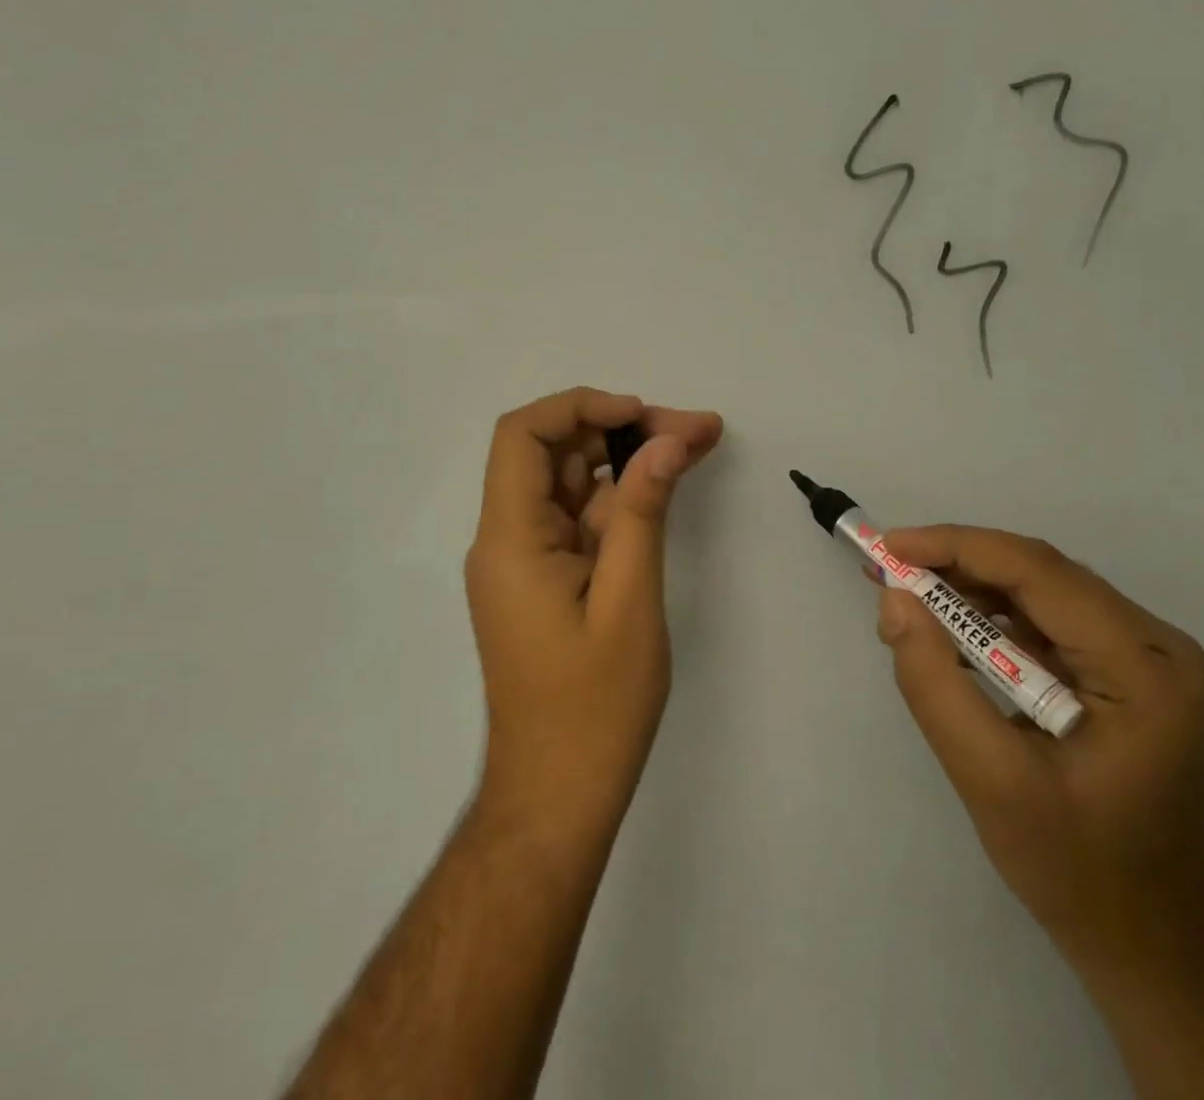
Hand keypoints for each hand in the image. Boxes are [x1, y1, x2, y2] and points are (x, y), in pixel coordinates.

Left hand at [464, 387, 722, 830]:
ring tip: (696, 444)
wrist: (558, 796)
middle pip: (555, 453)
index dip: (579, 406)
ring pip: (573, 482)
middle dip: (623, 429)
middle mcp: (507, 540)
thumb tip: (667, 440)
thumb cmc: (594, 708)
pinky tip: (668, 485)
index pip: (521, 436)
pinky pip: (580, 519)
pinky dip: (623, 498)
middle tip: (695, 431)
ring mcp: (526, 560)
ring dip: (630, 460)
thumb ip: (643, 512)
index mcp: (510, 540)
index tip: (642, 415)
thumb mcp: (629, 600)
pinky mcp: (546, 579)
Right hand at [874, 526, 1203, 971]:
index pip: (1038, 572)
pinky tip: (945, 629)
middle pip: (1039, 574)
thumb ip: (935, 685)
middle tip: (885, 569)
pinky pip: (1045, 621)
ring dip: (967, 588)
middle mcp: (1153, 644)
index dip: (955, 546)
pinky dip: (988, 617)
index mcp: (1142, 665)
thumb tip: (894, 600)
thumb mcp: (991, 781)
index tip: (887, 546)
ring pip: (1038, 591)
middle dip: (955, 564)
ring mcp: (1141, 657)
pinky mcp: (1121, 673)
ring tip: (903, 596)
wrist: (1152, 946)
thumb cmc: (1078, 870)